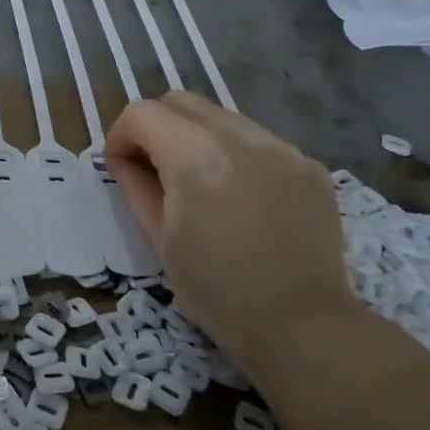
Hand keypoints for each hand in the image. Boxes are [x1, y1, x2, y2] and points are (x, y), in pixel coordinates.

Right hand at [105, 92, 354, 375]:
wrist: (304, 327)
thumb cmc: (218, 292)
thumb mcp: (160, 241)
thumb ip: (136, 187)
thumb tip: (125, 160)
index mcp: (197, 157)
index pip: (142, 113)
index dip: (120, 136)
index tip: (122, 168)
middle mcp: (241, 138)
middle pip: (181, 101)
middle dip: (156, 126)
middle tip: (154, 170)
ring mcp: (282, 147)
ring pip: (221, 116)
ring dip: (197, 137)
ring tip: (201, 183)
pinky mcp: (309, 165)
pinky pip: (259, 141)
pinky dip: (236, 155)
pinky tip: (242, 198)